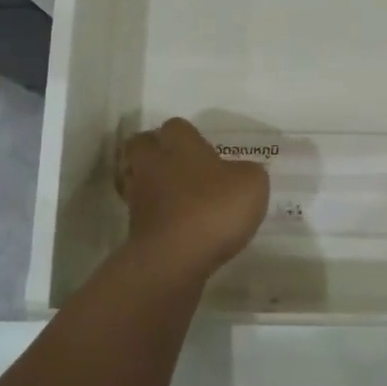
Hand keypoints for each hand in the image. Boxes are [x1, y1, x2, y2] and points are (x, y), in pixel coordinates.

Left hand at [116, 118, 269, 274]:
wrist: (174, 258)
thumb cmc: (214, 209)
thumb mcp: (252, 184)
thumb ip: (247, 172)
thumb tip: (239, 173)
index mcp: (180, 144)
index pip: (176, 126)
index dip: (189, 136)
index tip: (205, 150)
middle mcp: (153, 163)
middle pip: (142, 144)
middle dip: (157, 151)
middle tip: (181, 165)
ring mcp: (138, 195)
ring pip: (138, 177)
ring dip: (153, 183)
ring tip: (178, 197)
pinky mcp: (134, 228)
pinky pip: (144, 211)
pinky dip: (156, 215)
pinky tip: (178, 225)